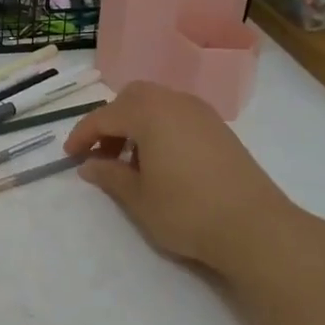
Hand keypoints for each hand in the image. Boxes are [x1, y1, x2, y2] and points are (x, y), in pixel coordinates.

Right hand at [63, 81, 311, 292]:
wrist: (255, 227)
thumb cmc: (186, 211)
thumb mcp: (138, 198)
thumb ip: (109, 176)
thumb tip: (88, 165)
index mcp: (149, 113)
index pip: (104, 116)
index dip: (82, 135)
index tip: (69, 157)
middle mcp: (175, 103)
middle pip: (132, 98)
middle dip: (111, 121)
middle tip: (101, 154)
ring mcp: (201, 114)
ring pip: (157, 104)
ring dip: (136, 124)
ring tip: (130, 162)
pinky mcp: (219, 129)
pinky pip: (178, 115)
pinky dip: (160, 129)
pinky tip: (161, 162)